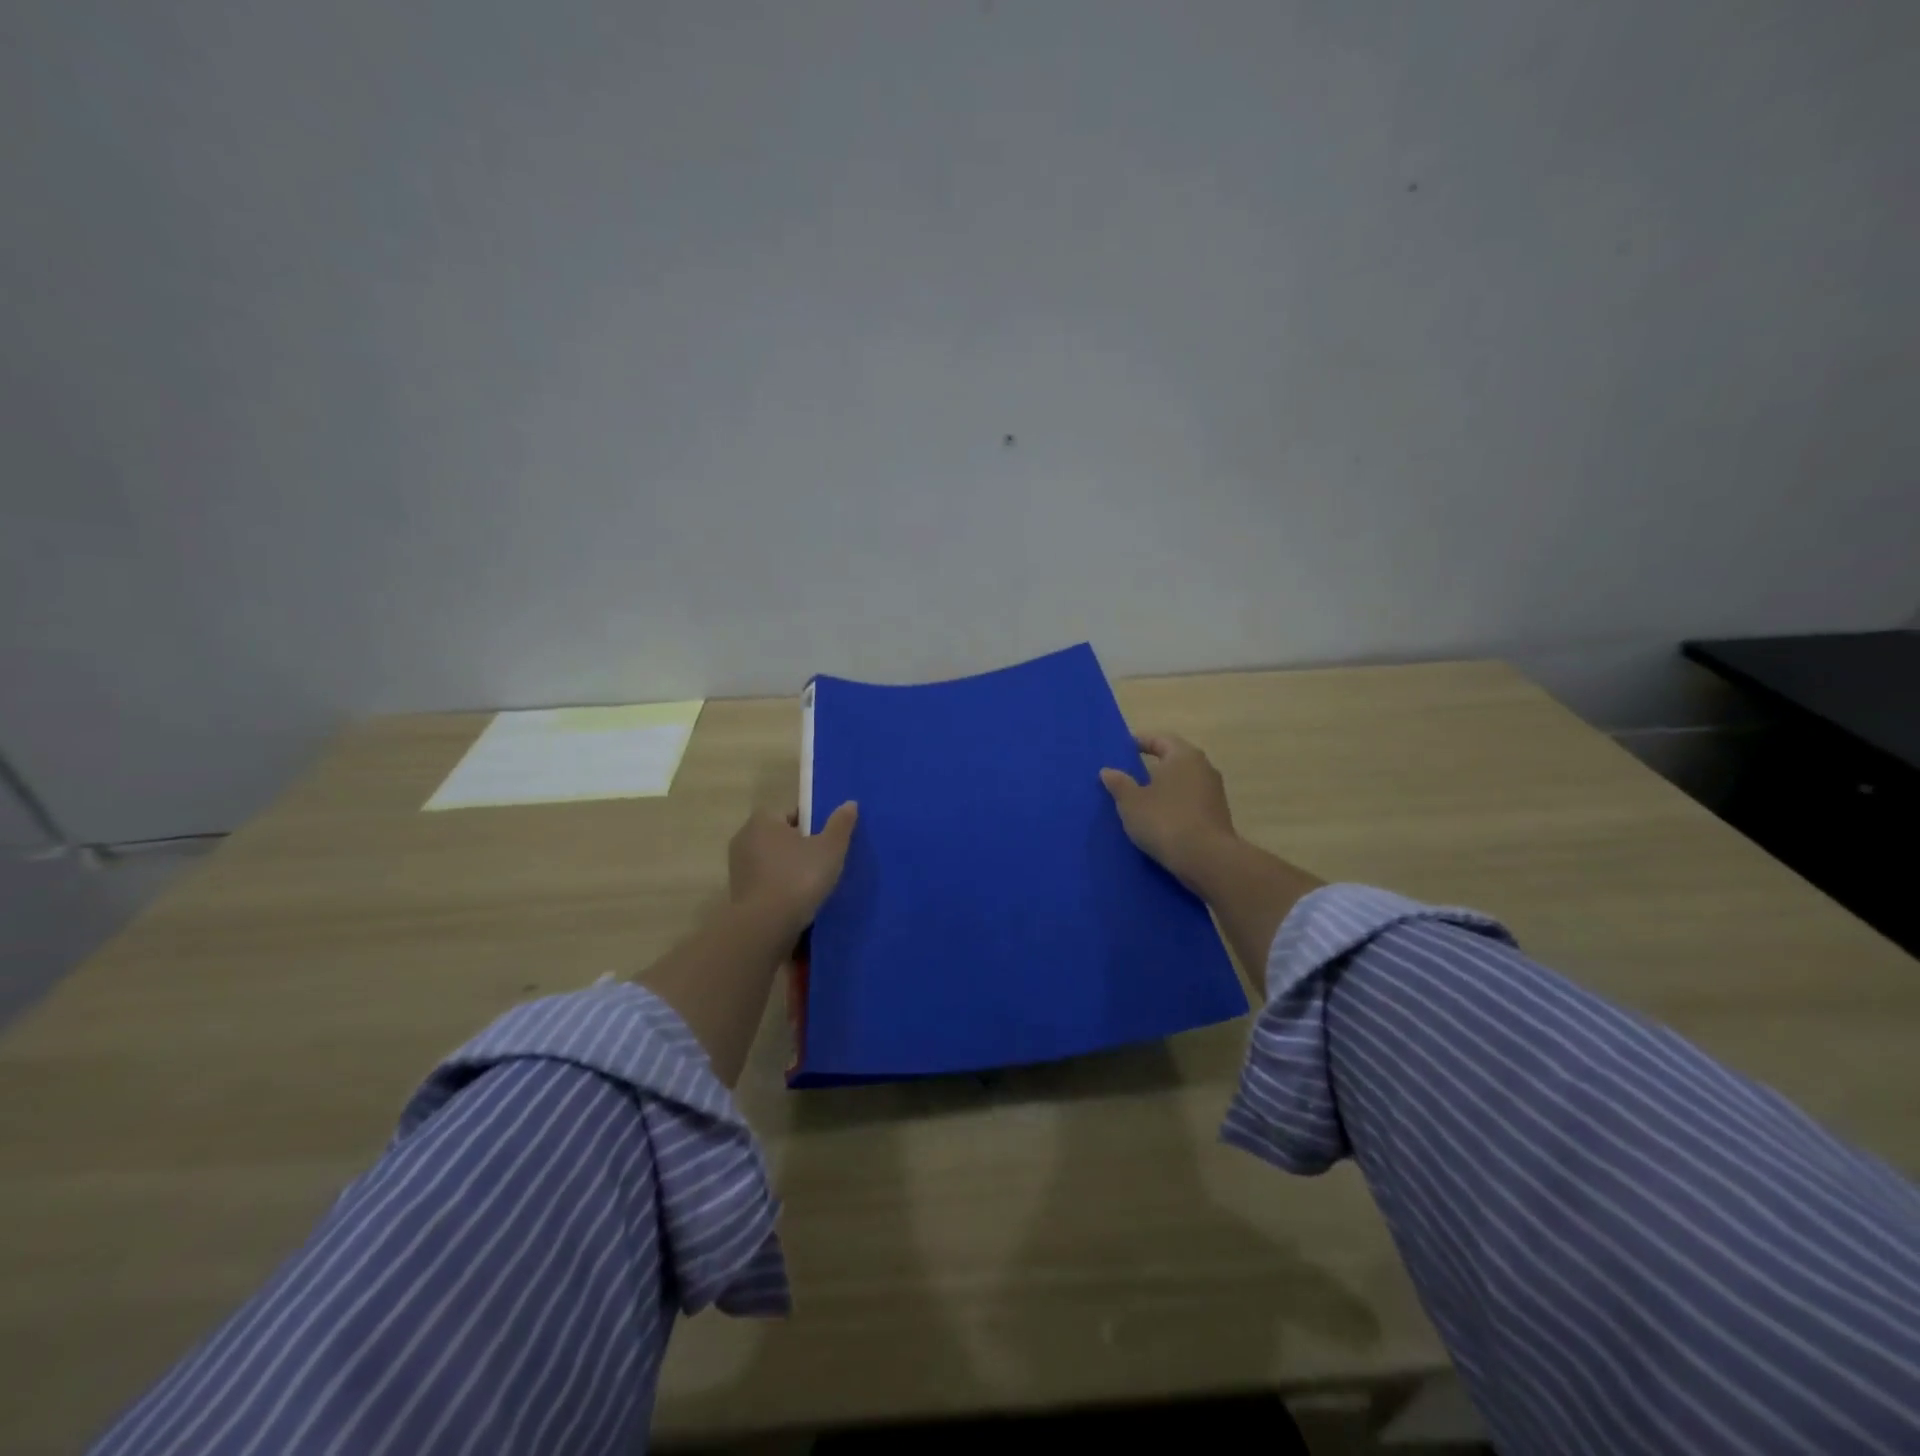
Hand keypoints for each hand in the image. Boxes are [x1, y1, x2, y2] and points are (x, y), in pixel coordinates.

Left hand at [727, 802, 858, 932]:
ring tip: (814, 884)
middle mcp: (745, 838)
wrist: (765, 926)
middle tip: (825, 862)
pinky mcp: (739, 894)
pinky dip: (781, 888)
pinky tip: (798, 901)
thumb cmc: (799, 877)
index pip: (793, 814)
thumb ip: (840, 824)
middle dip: (801, 847)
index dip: (813, 825)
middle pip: (781, 837)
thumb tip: (850, 803)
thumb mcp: (830, 848)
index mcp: (763, 820)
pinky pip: (767, 883)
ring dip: (790, 869)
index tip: (828, 841)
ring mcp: (739, 868)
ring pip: (773, 862)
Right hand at [1100, 734, 1237, 889]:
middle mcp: (1204, 767)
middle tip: (1130, 774)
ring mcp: (1214, 792)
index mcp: (1183, 756)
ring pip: (1184, 782)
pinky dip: (1175, 805)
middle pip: (1174, 760)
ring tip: (1142, 799)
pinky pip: (1191, 802)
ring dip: (1165, 788)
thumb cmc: (1165, 821)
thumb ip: (1119, 784)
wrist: (1207, 859)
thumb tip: (1108, 770)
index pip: (1160, 739)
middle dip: (1153, 766)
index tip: (1124, 749)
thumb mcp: (1132, 802)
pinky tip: (1160, 819)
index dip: (1141, 742)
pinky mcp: (1218, 815)